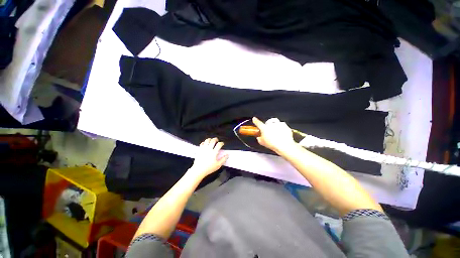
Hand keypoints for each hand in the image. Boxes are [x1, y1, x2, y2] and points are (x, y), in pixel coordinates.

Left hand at [188, 138, 227, 177]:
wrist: (199, 170)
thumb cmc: (209, 168)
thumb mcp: (218, 165)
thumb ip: (223, 159)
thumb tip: (227, 155)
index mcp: (214, 152)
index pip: (219, 144)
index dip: (221, 143)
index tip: (222, 144)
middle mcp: (209, 149)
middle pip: (213, 140)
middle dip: (216, 139)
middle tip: (217, 140)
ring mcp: (203, 149)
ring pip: (207, 140)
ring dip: (210, 139)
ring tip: (211, 140)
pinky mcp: (199, 150)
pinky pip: (202, 143)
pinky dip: (204, 142)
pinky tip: (205, 143)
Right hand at [252, 117, 295, 152]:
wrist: (284, 145)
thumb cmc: (273, 144)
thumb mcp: (262, 142)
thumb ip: (259, 138)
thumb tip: (259, 137)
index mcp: (264, 128)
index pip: (258, 122)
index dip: (255, 120)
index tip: (254, 119)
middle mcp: (271, 124)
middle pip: (268, 122)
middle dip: (268, 125)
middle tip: (269, 130)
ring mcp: (278, 124)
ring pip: (275, 123)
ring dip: (275, 126)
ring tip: (276, 133)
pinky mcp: (285, 126)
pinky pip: (282, 125)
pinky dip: (282, 128)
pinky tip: (282, 134)